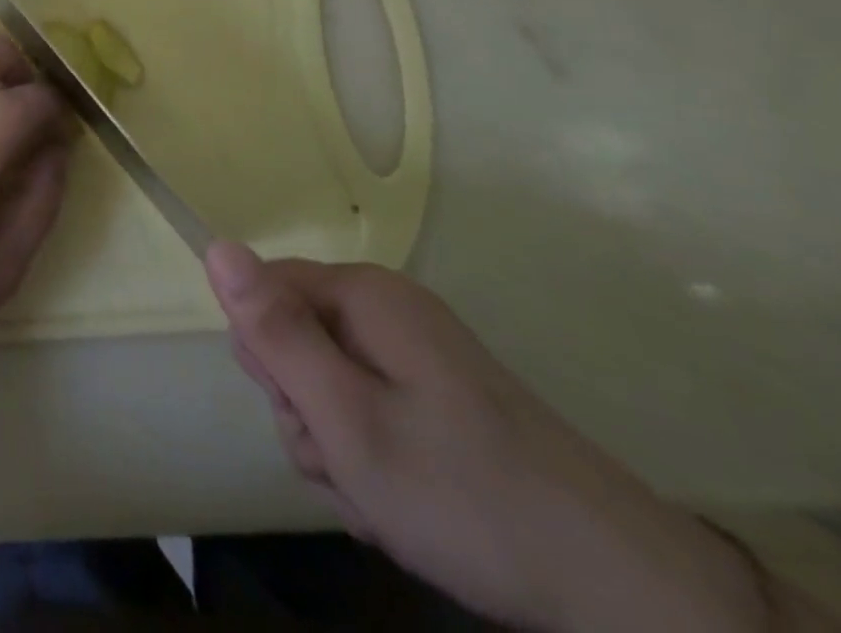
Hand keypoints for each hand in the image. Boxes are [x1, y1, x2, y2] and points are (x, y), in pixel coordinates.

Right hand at [207, 244, 768, 631]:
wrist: (625, 594)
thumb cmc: (465, 495)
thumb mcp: (346, 417)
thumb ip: (273, 331)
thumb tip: (215, 246)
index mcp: (363, 296)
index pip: (261, 294)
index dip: (267, 359)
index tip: (307, 414)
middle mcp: (385, 311)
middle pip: (292, 342)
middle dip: (304, 413)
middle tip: (347, 464)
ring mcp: (413, 357)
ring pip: (324, 389)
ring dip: (335, 451)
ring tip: (380, 501)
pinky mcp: (435, 400)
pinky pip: (366, 414)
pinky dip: (368, 464)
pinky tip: (402, 509)